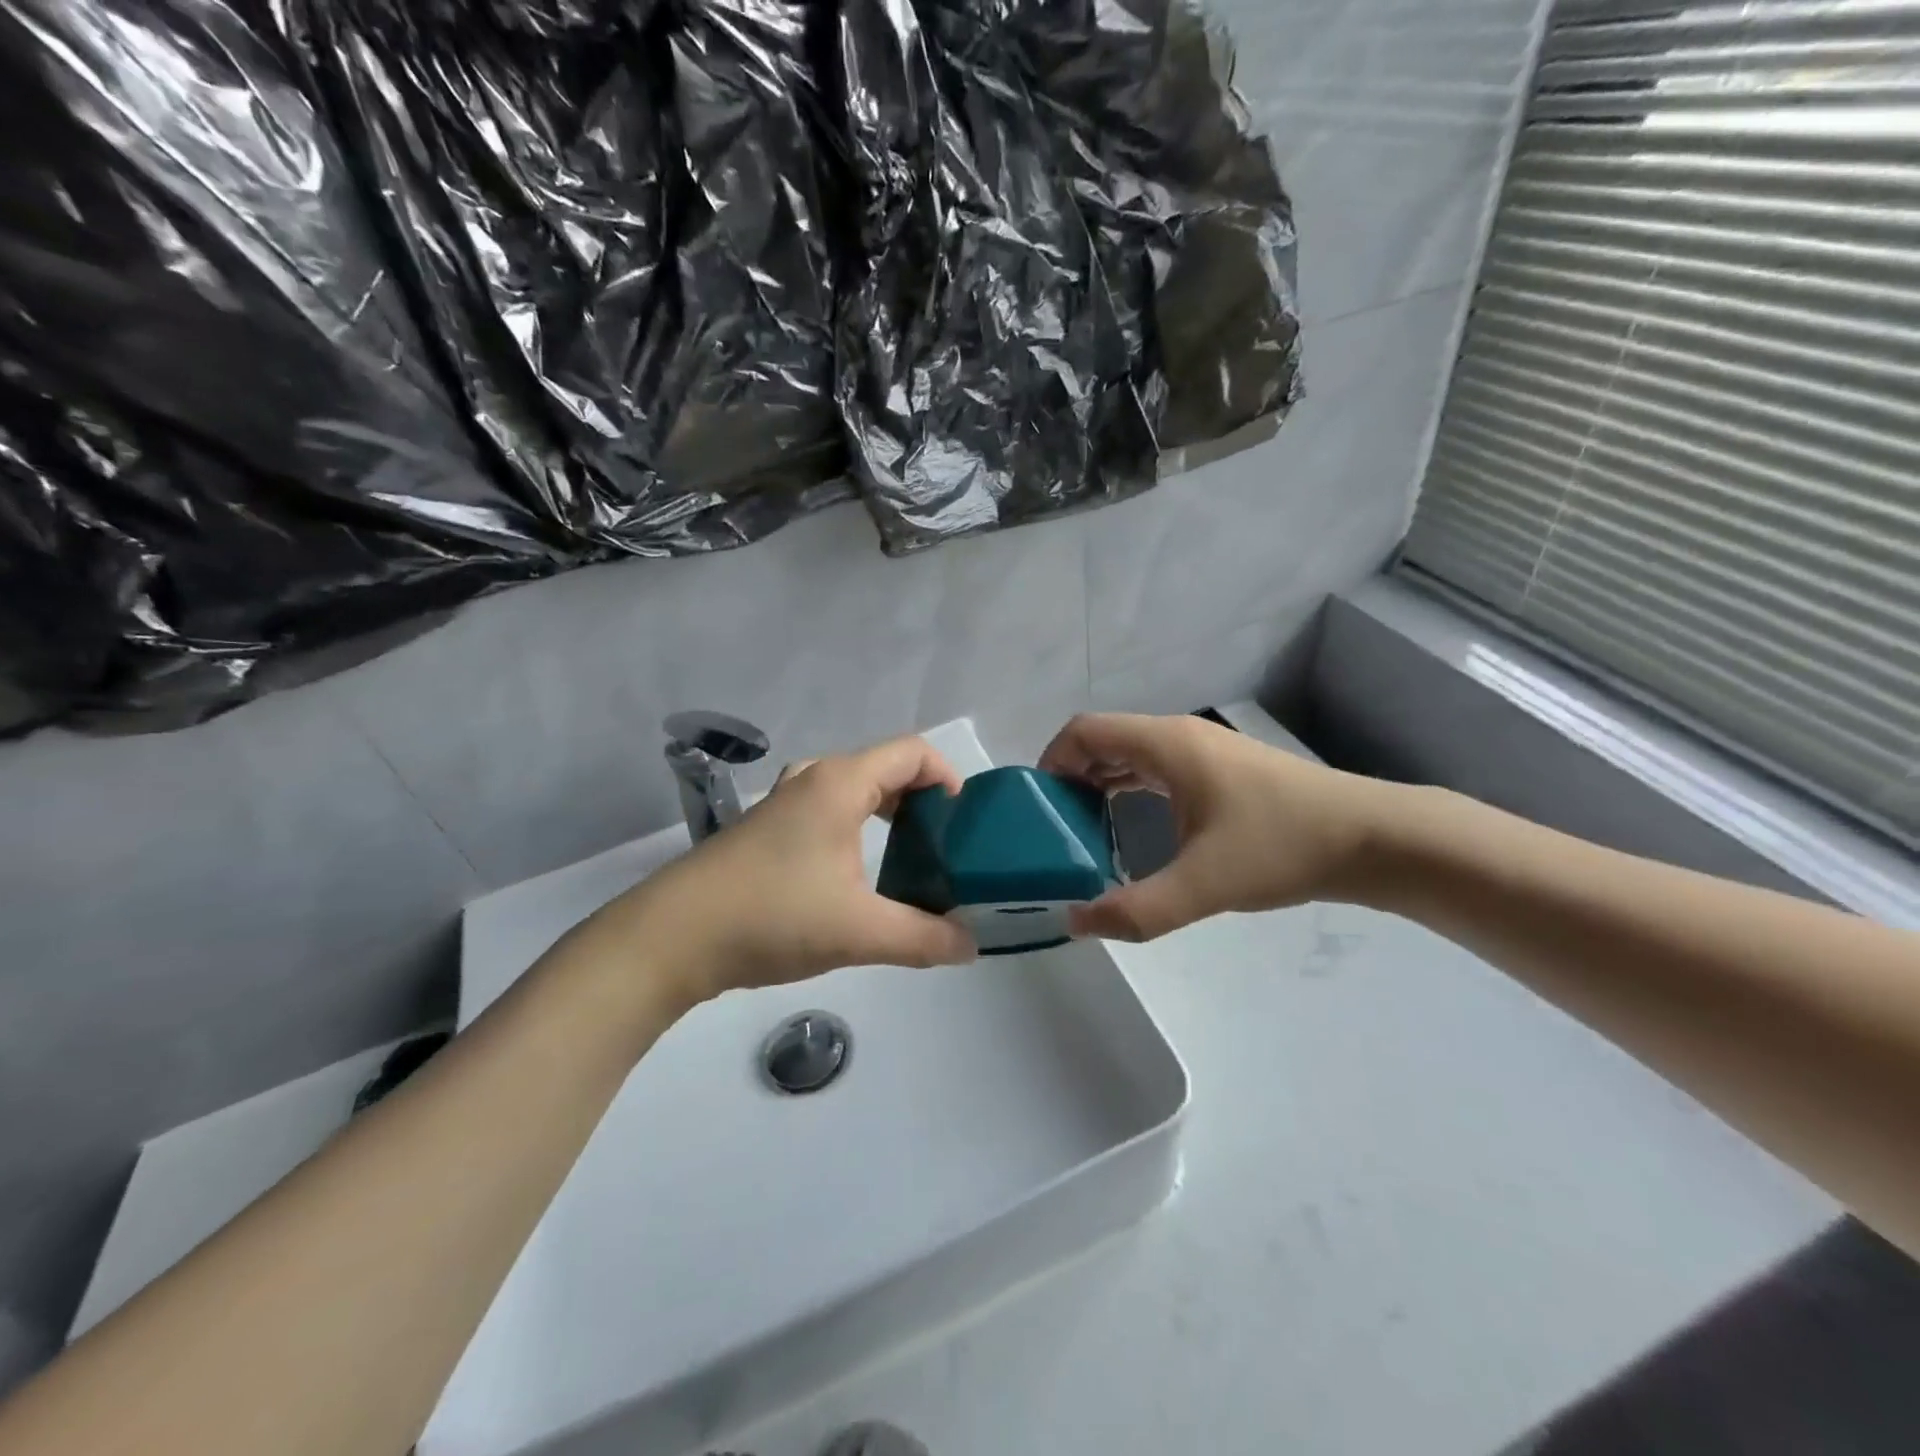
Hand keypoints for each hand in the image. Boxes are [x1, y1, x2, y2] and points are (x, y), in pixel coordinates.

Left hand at [579, 735, 978, 1001]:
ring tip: (909, 859)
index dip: (948, 776)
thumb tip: (971, 947)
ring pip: (852, 791)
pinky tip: (856, 876)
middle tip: (944, 846)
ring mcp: (783, 803)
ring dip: (887, 815)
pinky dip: (856, 828)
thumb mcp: (860, 932)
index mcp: (840, 783)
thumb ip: (924, 938)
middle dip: (922, 801)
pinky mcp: (764, 830)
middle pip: (884, 769)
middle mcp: (813, 779)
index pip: (913, 752)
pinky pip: (826, 811)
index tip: (964, 823)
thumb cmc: (773, 917)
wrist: (671, 938)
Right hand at [1038, 712, 1398, 941]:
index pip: (1085, 730)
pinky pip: (1156, 770)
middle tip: (1054, 829)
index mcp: (1166, 745)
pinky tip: (1130, 830)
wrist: (1372, 838)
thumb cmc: (1283, 846)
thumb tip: (1077, 922)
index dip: (1052, 760)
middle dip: (1070, 778)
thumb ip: (1136, 910)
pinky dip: (1129, 791)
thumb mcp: (1204, 885)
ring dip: (1099, 785)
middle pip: (1104, 741)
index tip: (1039, 808)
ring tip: (1082, 833)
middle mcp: (1179, 738)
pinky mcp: (1221, 773)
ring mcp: (1203, 753)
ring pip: (1130, 756)